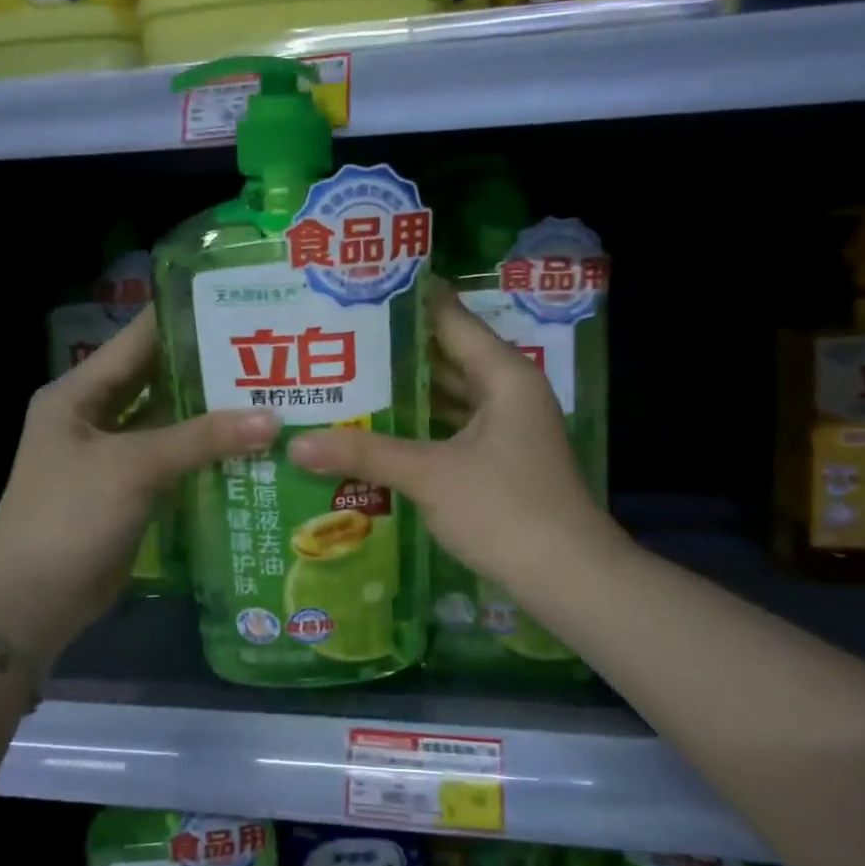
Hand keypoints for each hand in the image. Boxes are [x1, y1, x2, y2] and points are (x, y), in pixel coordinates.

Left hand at [0, 308, 276, 666]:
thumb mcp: (133, 466)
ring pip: (172, 423)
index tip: (240, 305)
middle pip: (160, 380)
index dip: (186, 319)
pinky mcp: (131, 491)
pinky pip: (176, 461)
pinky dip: (208, 455)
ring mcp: (114, 456)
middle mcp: (96, 416)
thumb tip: (273, 419)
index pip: (140, 339)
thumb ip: (202, 439)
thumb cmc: (68, 515)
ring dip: (214, 415)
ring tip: (273, 395)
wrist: (30, 601)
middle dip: (210, 369)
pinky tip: (253, 447)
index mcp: (80, 392)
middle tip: (270, 355)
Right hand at [287, 284, 625, 615]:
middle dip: (399, 352)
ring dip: (410, 393)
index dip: (410, 302)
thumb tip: (296, 444)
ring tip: (351, 379)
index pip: (451, 320)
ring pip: (453, 396)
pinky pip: (456, 428)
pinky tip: (384, 431)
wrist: (568, 577)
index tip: (363, 288)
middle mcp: (510, 392)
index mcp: (503, 376)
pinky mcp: (503, 460)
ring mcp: (509, 428)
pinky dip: (425, 427)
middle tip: (341, 339)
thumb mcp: (430, 476)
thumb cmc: (504, 510)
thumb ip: (365, 454)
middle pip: (450, 357)